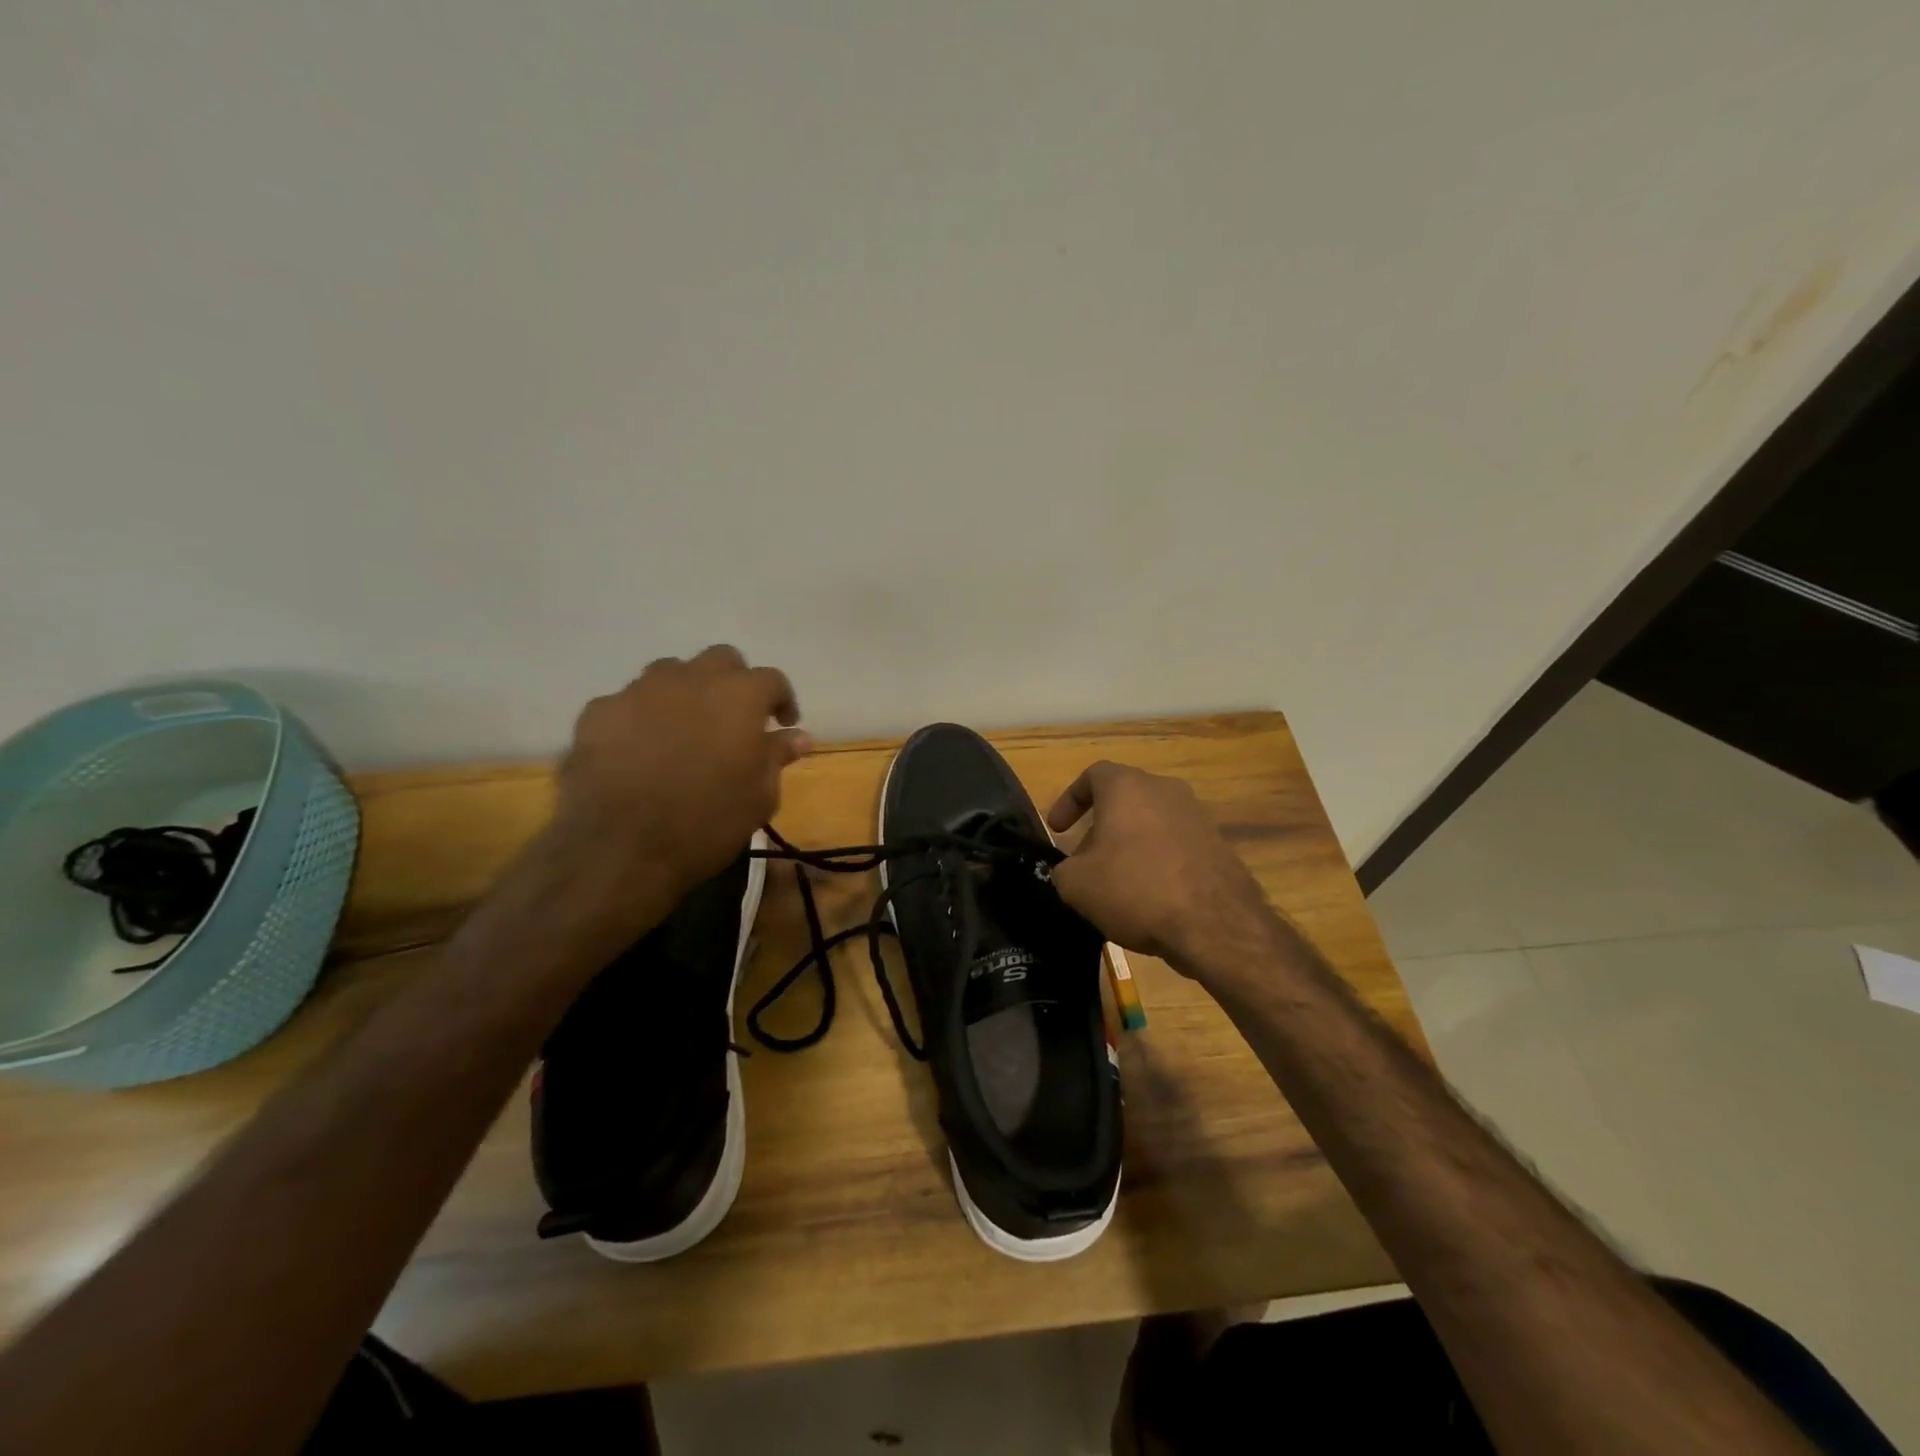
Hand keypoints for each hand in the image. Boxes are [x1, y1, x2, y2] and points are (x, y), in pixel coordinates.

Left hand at [548, 646, 810, 906]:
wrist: (621, 848)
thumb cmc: (707, 822)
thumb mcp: (759, 797)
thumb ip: (777, 757)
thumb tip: (798, 737)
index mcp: (739, 696)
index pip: (772, 680)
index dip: (781, 700)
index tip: (782, 724)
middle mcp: (691, 679)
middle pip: (720, 659)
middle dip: (733, 682)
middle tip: (734, 719)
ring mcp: (639, 690)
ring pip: (670, 673)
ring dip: (685, 693)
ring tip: (684, 730)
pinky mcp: (598, 712)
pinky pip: (628, 703)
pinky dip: (641, 718)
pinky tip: (638, 750)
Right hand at [1047, 762, 1275, 974]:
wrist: (1215, 924)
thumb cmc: (1135, 889)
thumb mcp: (1076, 885)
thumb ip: (1063, 870)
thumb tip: (1070, 871)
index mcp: (1127, 787)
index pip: (1092, 775)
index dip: (1069, 800)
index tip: (1059, 829)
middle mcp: (1165, 790)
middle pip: (1124, 799)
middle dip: (1100, 828)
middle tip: (1085, 862)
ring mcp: (1197, 816)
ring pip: (1151, 823)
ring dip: (1130, 846)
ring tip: (1118, 883)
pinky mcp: (1219, 845)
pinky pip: (1176, 846)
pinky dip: (1158, 862)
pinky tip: (1151, 897)